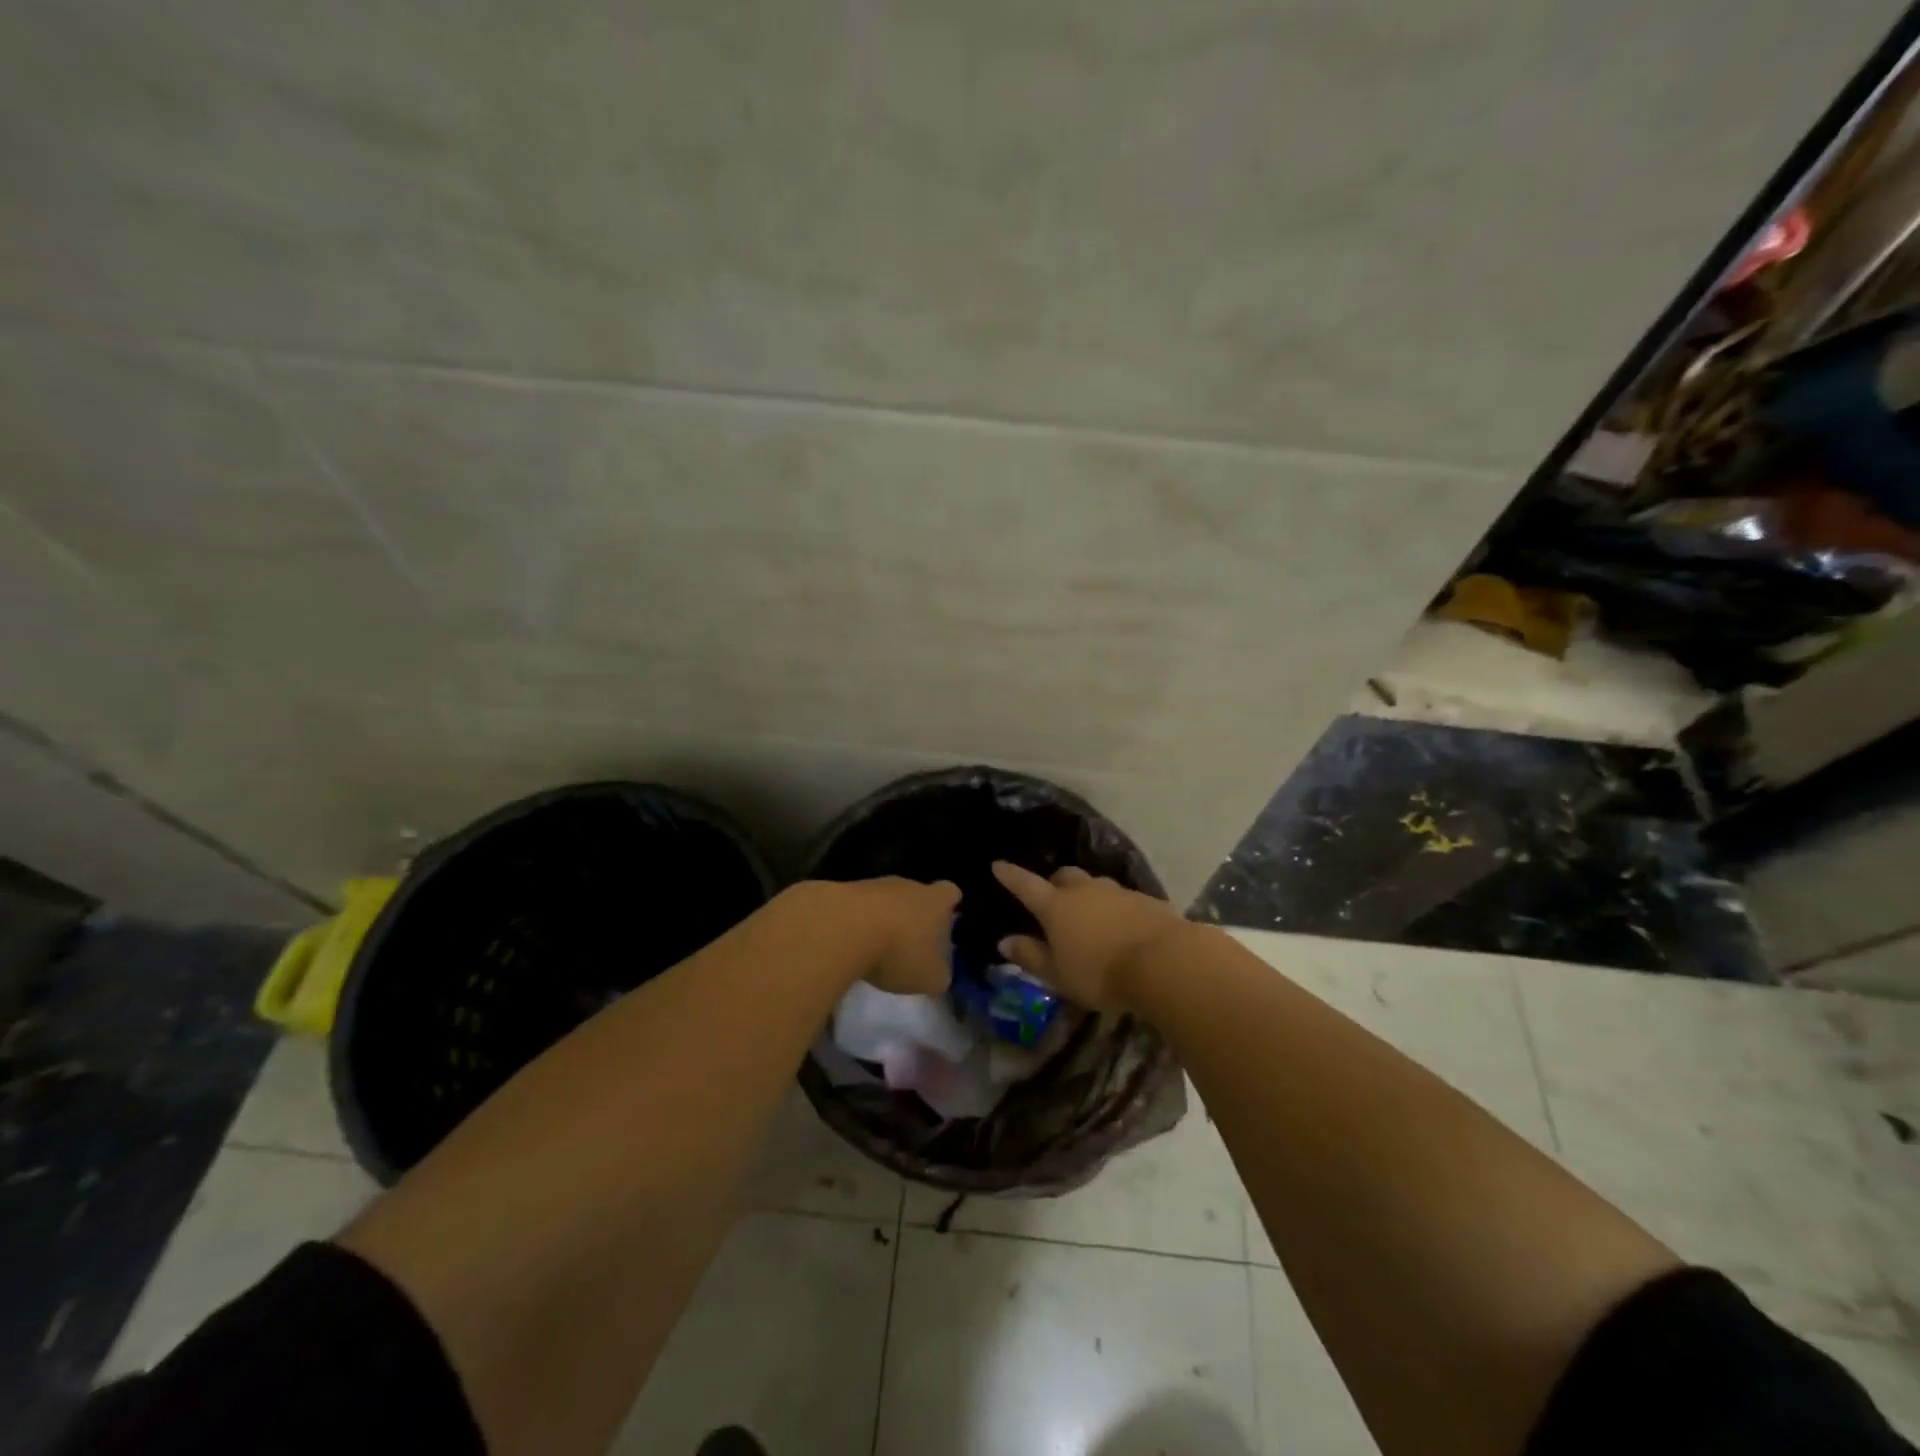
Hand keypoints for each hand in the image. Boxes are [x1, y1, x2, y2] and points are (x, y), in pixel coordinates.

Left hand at [826, 877, 960, 995]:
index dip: (949, 904)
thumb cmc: (899, 951)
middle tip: (910, 942)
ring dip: (883, 918)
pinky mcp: (843, 892)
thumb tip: (938, 975)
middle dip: (914, 915)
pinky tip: (851, 944)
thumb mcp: (928, 977)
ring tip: (877, 947)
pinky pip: (858, 907)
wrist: (843, 929)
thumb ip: (938, 976)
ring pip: (885, 899)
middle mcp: (908, 886)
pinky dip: (857, 923)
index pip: (950, 892)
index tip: (944, 920)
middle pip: (916, 894)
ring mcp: (874, 885)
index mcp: (935, 901)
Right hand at [991, 861, 1190, 1010]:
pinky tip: (1121, 926)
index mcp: (1056, 906)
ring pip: (1095, 885)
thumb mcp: (1058, 974)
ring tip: (1090, 916)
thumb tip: (1004, 941)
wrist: (1164, 962)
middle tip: (1053, 899)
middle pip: (1064, 876)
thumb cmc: (1101, 973)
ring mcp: (1117, 891)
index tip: (998, 865)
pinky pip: (1122, 898)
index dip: (1010, 875)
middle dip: (1055, 884)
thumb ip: (1031, 956)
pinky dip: (1115, 908)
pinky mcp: (1145, 900)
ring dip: (1088, 895)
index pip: (1025, 885)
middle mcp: (1084, 890)